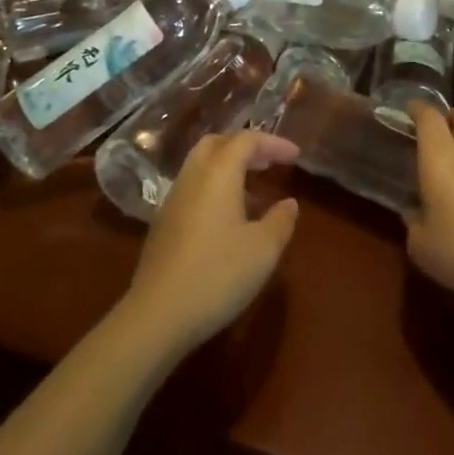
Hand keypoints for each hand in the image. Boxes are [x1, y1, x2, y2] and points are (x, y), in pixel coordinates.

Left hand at [123, 130, 299, 355]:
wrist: (158, 314)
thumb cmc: (218, 274)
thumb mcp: (263, 250)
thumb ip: (280, 221)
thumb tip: (288, 203)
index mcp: (218, 173)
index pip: (246, 140)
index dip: (273, 142)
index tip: (295, 156)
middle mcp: (192, 177)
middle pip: (217, 143)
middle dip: (244, 147)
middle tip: (269, 163)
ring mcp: (172, 200)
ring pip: (201, 165)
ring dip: (227, 167)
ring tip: (253, 190)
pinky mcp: (162, 223)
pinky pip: (192, 188)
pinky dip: (214, 187)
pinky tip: (227, 217)